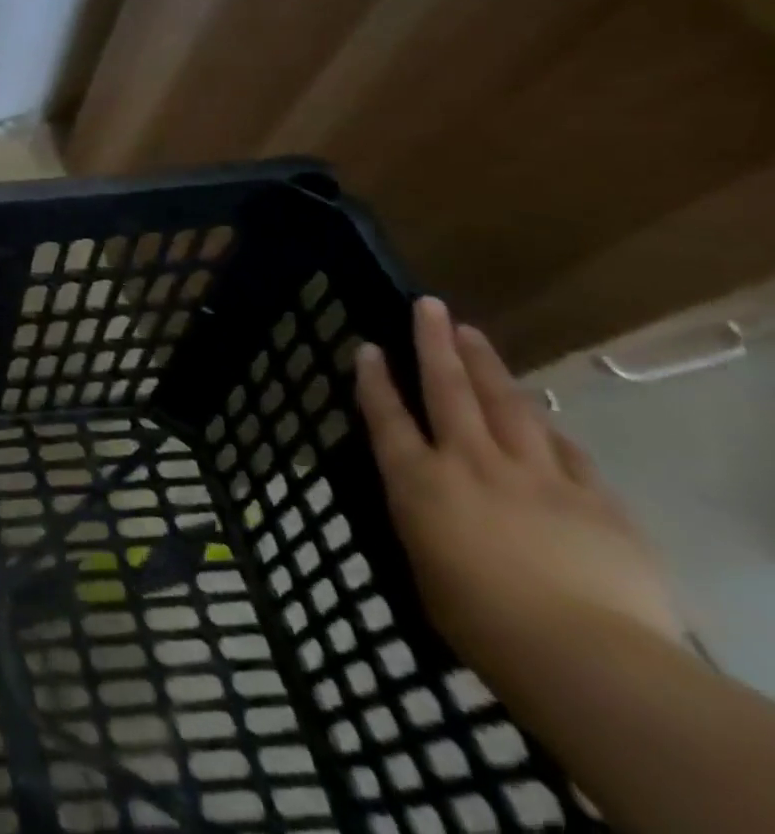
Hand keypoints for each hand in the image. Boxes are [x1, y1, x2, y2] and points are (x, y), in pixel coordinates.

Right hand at [355, 299, 683, 683]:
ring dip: (487, 365)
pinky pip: (565, 449)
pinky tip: (542, 414)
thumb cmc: (482, 623)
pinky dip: (547, 427)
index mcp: (419, 481)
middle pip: (448, 389)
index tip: (368, 346)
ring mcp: (535, 475)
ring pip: (507, 404)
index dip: (374, 379)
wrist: (586, 657)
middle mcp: (469, 462)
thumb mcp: (427, 567)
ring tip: (473, 334)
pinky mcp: (594, 499)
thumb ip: (427, 523)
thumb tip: (433, 506)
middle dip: (434, 343)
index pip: (386, 416)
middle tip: (428, 305)